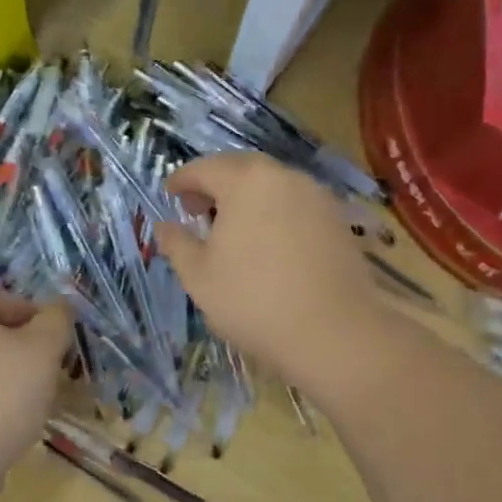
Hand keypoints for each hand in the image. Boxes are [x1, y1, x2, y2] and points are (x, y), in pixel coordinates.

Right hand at [155, 153, 388, 390]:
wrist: (335, 332)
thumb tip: (163, 227)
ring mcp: (316, 196)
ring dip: (246, 197)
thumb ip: (176, 244)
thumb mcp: (199, 276)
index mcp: (245, 181)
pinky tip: (267, 242)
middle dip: (215, 184)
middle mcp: (283, 176)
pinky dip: (273, 212)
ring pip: (271, 184)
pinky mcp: (337, 219)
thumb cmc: (254, 300)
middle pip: (240, 168)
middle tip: (197, 210)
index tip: (170, 194)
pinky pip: (294, 203)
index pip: (204, 168)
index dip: (182, 180)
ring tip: (231, 228)